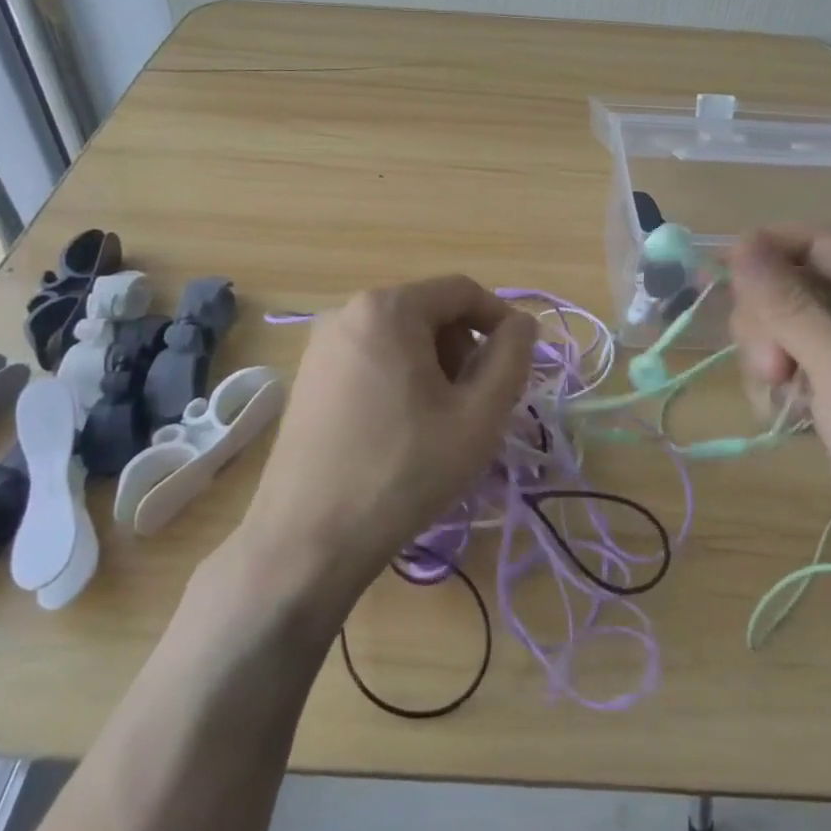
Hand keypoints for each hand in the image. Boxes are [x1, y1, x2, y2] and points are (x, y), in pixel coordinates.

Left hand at [236, 276, 535, 614]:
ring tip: (443, 421)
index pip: (462, 291)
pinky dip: (401, 380)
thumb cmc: (405, 470)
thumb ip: (512, 358)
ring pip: (400, 338)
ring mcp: (320, 345)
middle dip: (464, 349)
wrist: (308, 538)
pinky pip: (371, 359)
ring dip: (435, 367)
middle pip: (429, 312)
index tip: (519, 364)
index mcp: (388, 308)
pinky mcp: (307, 378)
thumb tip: (523, 323)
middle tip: (479, 403)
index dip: (500, 321)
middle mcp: (348, 312)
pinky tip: (403, 429)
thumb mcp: (478, 415)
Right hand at [727, 227, 830, 600]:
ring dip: (769, 363)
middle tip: (774, 370)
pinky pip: (788, 366)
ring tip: (790, 404)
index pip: (814, 241)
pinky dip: (779, 389)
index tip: (717, 277)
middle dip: (767, 326)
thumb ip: (788, 306)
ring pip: (779, 329)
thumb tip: (741, 244)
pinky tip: (795, 421)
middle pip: (788, 286)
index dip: (763, 251)